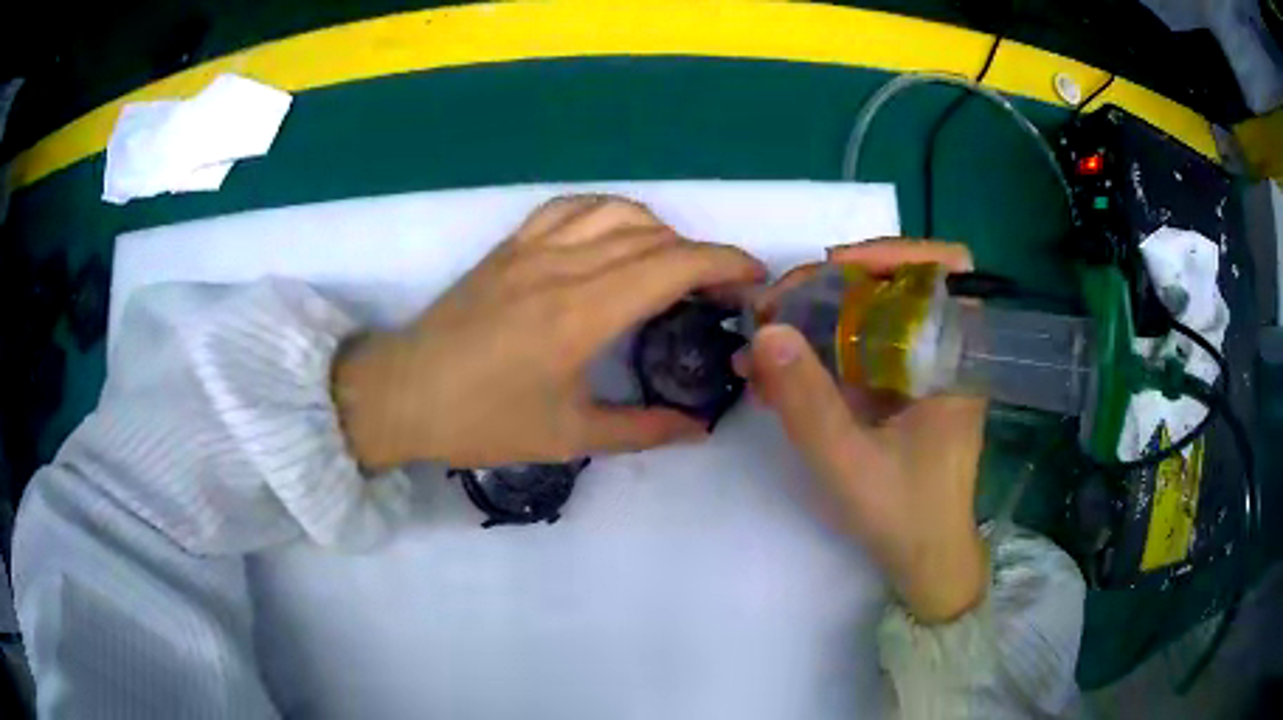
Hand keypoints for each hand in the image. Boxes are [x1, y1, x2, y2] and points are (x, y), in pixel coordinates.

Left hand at [334, 196, 765, 469]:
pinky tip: (613, 236)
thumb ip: (642, 429)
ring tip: (672, 264)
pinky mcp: (509, 246)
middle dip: (701, 254)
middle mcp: (563, 266)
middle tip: (720, 289)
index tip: (754, 277)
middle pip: (653, 236)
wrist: (404, 393)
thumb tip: (699, 429)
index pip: (674, 264)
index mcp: (582, 313)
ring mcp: (532, 248)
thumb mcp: (568, 435)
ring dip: (658, 230)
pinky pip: (569, 208)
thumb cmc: (482, 420)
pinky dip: (606, 213)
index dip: (724, 262)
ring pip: (615, 212)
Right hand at [743, 240, 988, 622]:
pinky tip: (775, 376)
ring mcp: (921, 372)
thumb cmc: (905, 517)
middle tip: (773, 307)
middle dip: (830, 288)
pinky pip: (860, 353)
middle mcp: (945, 353)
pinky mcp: (900, 392)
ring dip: (814, 321)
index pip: (948, 268)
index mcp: (956, 359)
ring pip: (870, 318)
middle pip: (894, 287)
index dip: (895, 251)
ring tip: (760, 340)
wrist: (925, 562)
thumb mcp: (849, 464)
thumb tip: (764, 330)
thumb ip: (807, 402)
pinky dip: (818, 355)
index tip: (835, 266)